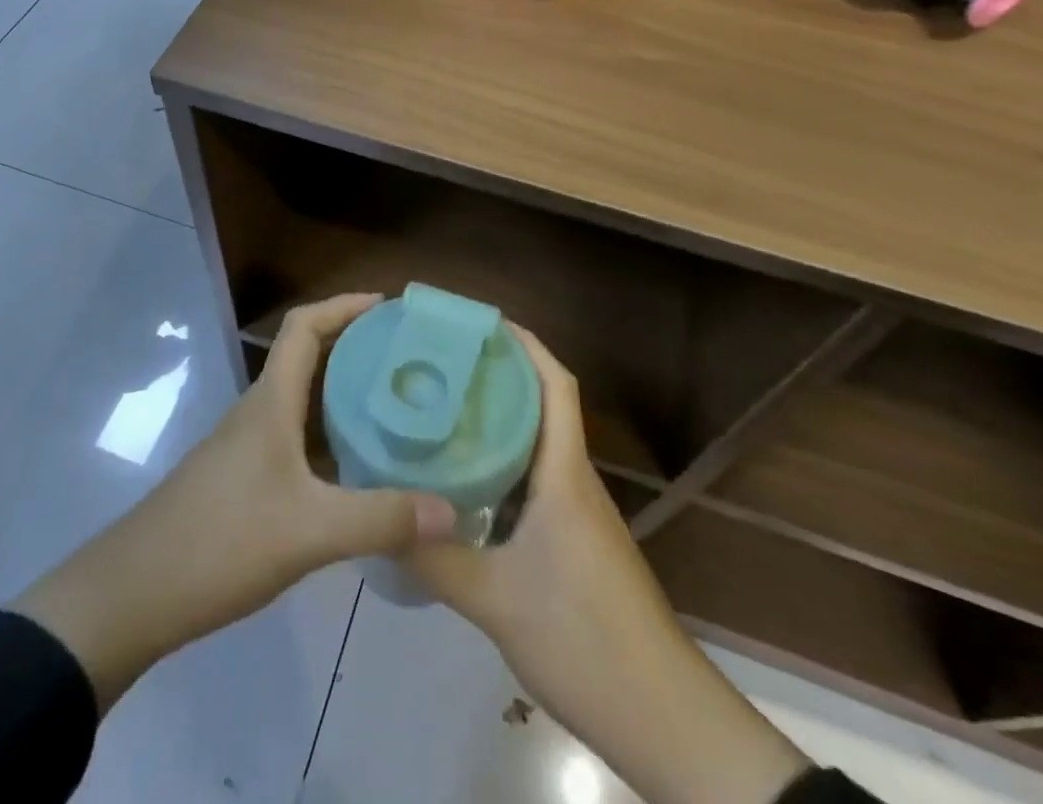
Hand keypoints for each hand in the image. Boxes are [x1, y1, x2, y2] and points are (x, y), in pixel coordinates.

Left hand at [13, 294, 454, 709]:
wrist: (134, 594)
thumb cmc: (220, 541)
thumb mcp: (310, 531)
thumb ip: (381, 519)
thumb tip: (454, 512)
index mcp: (271, 400)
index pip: (304, 325)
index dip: (344, 305)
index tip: (391, 307)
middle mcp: (261, 411)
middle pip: (310, 356)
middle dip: (358, 346)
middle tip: (412, 358)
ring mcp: (250, 445)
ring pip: (306, 400)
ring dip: (347, 393)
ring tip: (400, 405)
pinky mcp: (246, 478)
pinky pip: (299, 437)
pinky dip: (333, 436)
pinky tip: (363, 466)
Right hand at [404, 326, 807, 803]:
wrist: (665, 719)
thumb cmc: (585, 641)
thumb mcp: (496, 601)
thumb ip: (435, 558)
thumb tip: (377, 519)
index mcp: (565, 474)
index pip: (554, 384)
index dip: (524, 344)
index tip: (479, 323)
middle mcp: (575, 481)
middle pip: (542, 405)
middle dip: (498, 375)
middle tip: (441, 364)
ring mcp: (579, 513)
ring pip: (538, 446)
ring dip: (499, 421)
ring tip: (442, 410)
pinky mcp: (576, 543)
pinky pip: (536, 481)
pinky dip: (504, 465)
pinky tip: (464, 483)